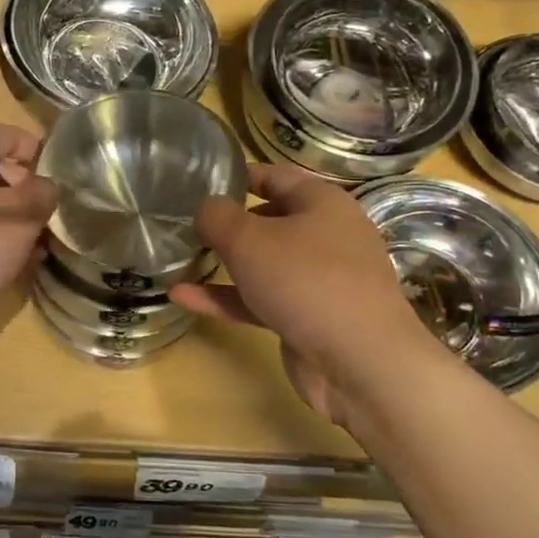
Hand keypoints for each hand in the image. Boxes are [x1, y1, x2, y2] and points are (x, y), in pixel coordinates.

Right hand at [171, 164, 422, 428]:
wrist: (359, 361)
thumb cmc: (305, 280)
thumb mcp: (248, 238)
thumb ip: (217, 216)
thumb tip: (205, 208)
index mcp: (322, 203)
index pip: (275, 176)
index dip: (238, 176)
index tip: (200, 181)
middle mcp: (326, 235)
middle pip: (269, 220)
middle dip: (228, 223)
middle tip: (186, 224)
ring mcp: (319, 280)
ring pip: (263, 263)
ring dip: (223, 263)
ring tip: (180, 260)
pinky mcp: (308, 318)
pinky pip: (260, 299)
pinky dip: (226, 297)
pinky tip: (183, 297)